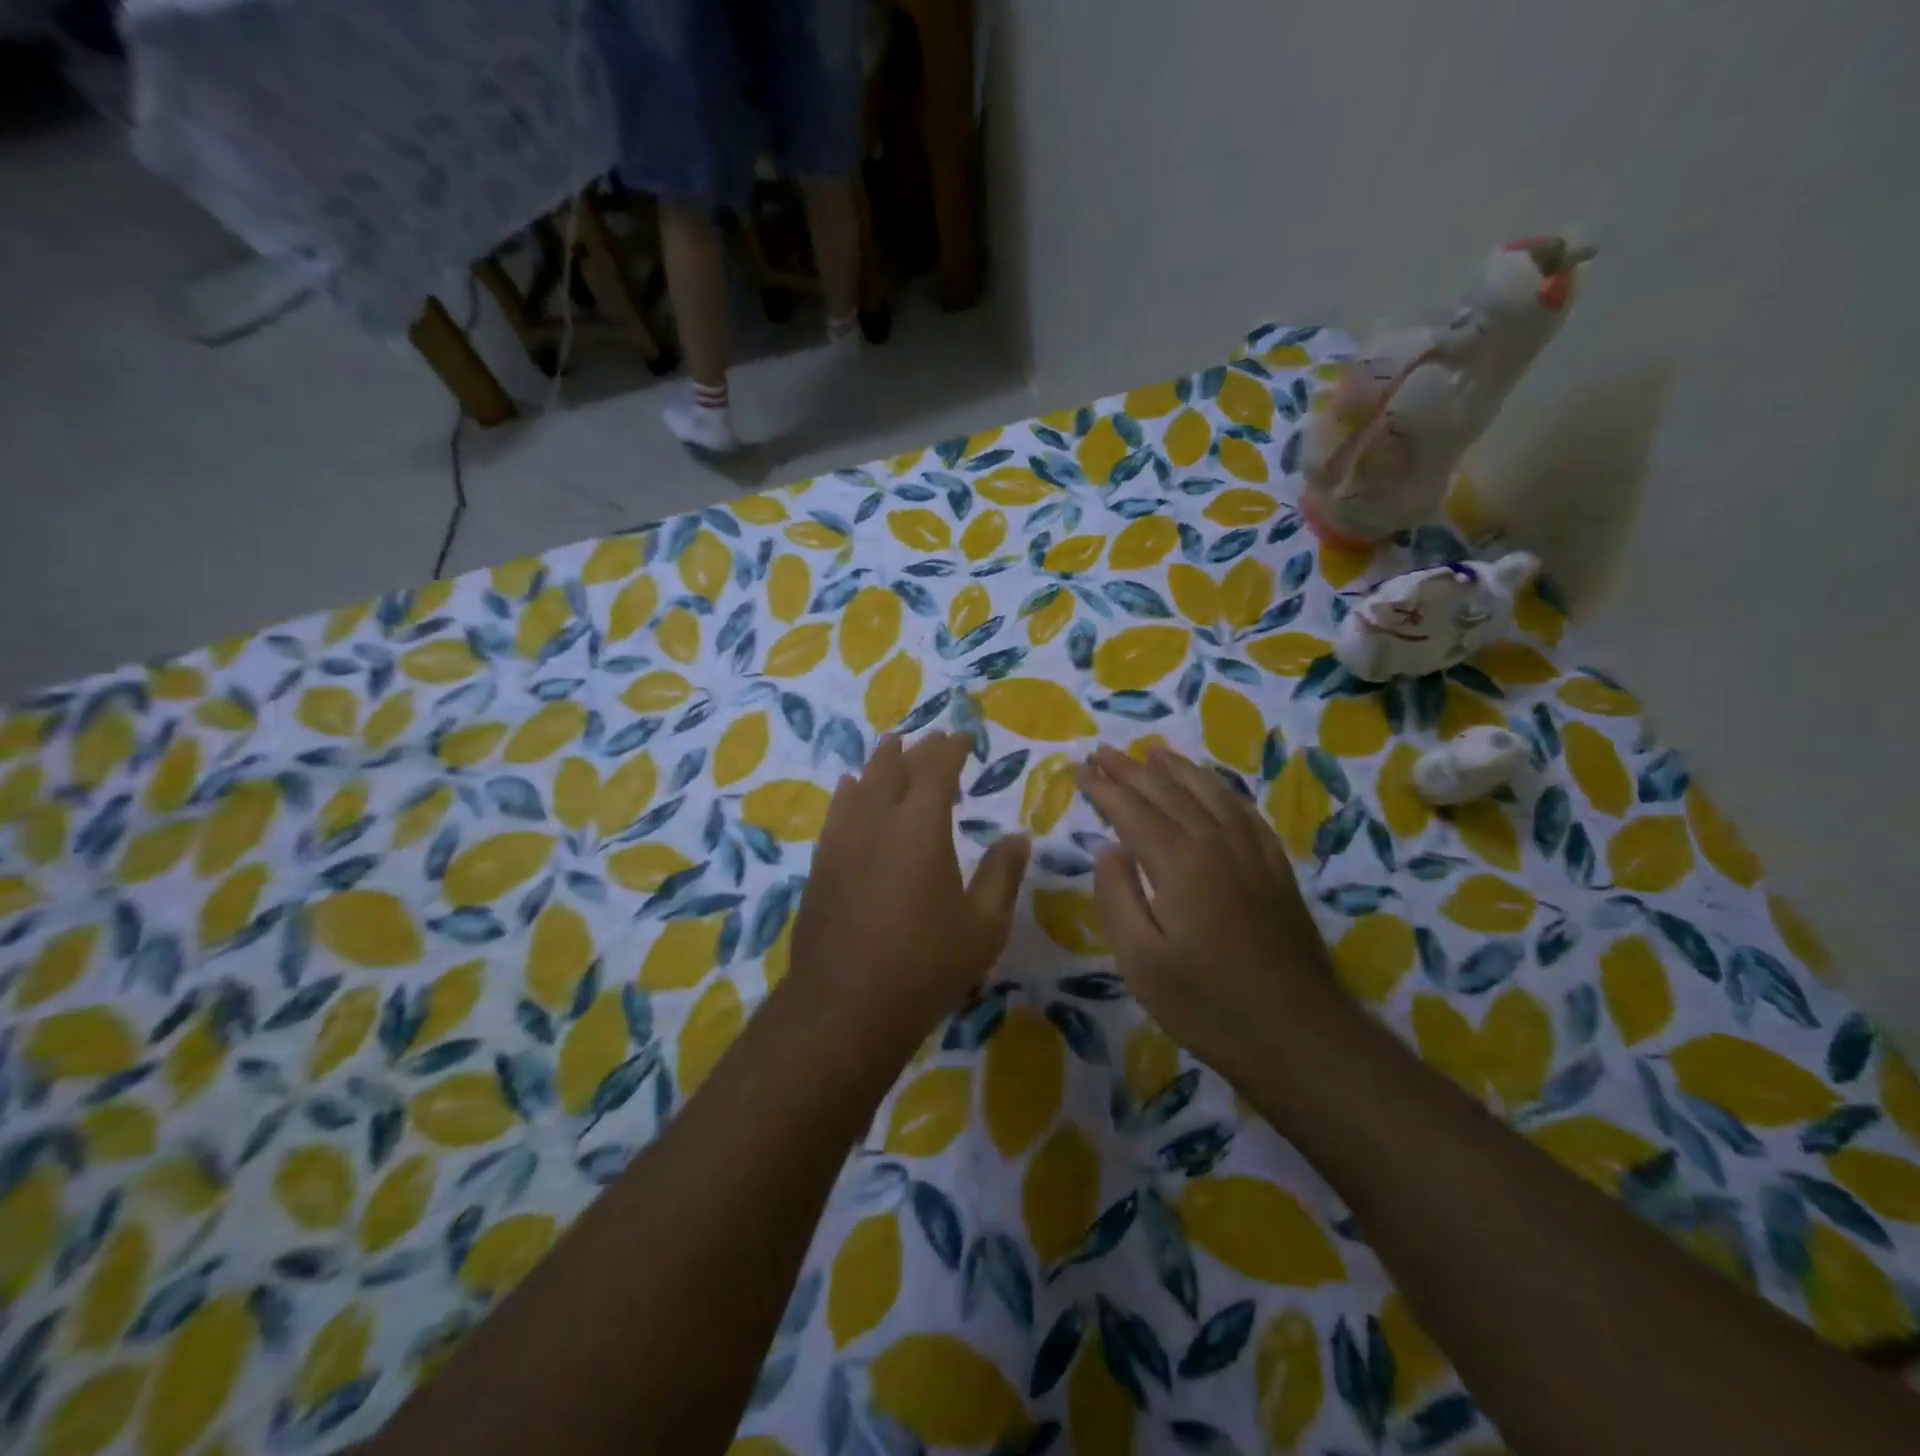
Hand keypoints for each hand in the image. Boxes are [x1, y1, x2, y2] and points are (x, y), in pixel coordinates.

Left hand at [789, 732, 1029, 1052]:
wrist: (845, 1007)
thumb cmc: (925, 965)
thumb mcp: (983, 926)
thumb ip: (1001, 875)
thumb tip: (1017, 838)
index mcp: (920, 826)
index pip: (936, 769)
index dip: (951, 748)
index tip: (963, 737)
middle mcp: (877, 821)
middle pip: (895, 768)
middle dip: (917, 750)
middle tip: (933, 739)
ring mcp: (843, 841)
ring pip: (862, 784)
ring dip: (880, 762)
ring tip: (892, 747)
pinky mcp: (821, 864)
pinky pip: (837, 811)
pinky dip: (850, 792)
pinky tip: (850, 789)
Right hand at [1074, 745, 1351, 1107]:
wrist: (1299, 1035)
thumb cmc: (1208, 1005)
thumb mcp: (1141, 962)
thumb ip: (1117, 898)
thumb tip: (1107, 849)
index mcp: (1179, 863)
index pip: (1132, 810)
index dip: (1103, 787)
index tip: (1078, 767)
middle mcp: (1216, 844)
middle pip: (1168, 792)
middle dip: (1131, 769)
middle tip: (1102, 752)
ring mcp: (1252, 853)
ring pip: (1209, 793)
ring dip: (1177, 769)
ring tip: (1152, 752)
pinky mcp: (1275, 869)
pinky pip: (1244, 812)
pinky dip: (1221, 790)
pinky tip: (1213, 788)